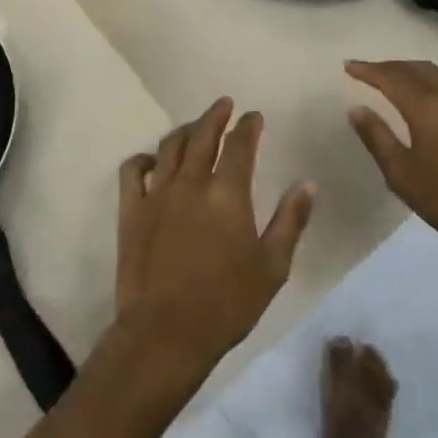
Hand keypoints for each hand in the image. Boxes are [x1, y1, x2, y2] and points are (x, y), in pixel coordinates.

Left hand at [110, 99, 313, 391]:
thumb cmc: (227, 304)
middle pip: (202, 134)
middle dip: (216, 115)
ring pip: (170, 146)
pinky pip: (133, 169)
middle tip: (225, 105)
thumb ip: (290, 221)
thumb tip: (306, 184)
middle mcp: (191, 183)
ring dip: (185, 130)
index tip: (254, 117)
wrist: (166, 332)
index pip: (239, 145)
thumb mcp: (272, 267)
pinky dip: (144, 158)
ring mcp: (157, 193)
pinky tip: (154, 160)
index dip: (248, 126)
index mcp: (228, 193)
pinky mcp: (131, 209)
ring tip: (195, 126)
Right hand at [346, 61, 437, 260]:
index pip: (391, 78)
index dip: (368, 70)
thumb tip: (357, 109)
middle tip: (372, 72)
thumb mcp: (403, 176)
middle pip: (420, 70)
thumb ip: (378, 138)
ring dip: (422, 74)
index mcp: (428, 108)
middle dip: (392, 67)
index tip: (349, 66)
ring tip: (408, 84)